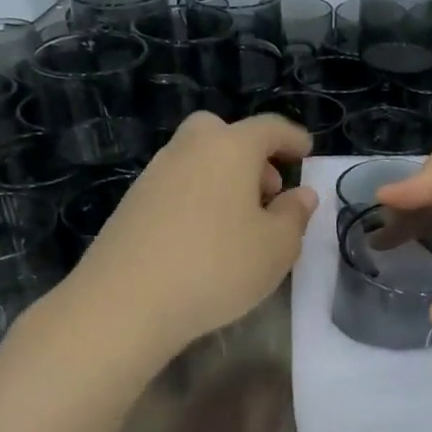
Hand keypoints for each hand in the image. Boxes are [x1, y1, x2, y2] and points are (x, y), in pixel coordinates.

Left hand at [30, 113, 316, 361]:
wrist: (124, 303)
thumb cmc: (216, 267)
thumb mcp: (277, 248)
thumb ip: (295, 215)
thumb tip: (301, 194)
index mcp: (230, 147)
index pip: (269, 128)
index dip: (293, 138)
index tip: (307, 152)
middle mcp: (189, 149)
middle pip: (223, 133)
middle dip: (251, 154)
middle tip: (268, 191)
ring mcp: (154, 174)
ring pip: (197, 160)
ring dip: (223, 179)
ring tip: (240, 224)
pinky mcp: (131, 204)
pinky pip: (177, 187)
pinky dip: (198, 199)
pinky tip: (205, 240)